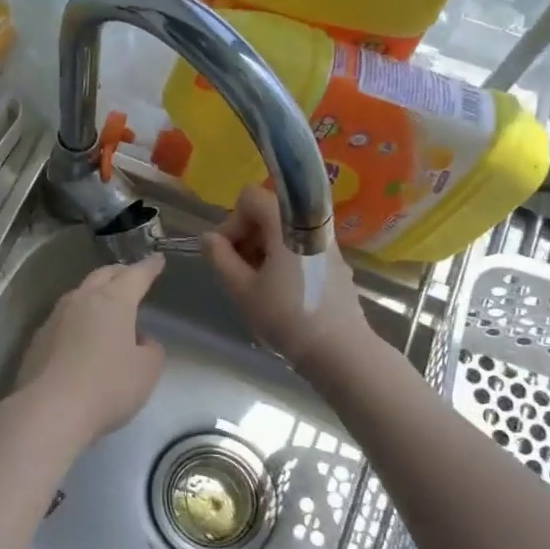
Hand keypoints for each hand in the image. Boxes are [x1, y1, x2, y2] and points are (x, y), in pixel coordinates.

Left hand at [12, 255, 166, 446]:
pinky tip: (81, 336)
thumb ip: (150, 349)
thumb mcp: (147, 370)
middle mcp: (81, 299)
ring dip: (96, 294)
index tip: (157, 260)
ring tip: (107, 305)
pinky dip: (78, 319)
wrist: (50, 410)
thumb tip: (138, 339)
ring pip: (80, 294)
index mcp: (113, 300)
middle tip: (131, 276)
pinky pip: (64, 319)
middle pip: (103, 276)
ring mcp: (55, 317)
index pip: (135, 275)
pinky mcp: (38, 338)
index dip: (149, 267)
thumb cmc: (108, 386)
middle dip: (120, 273)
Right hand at [202, 185, 367, 372]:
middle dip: (246, 236)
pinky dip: (283, 260)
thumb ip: (220, 258)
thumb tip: (209, 238)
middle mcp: (311, 225)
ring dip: (263, 250)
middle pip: (268, 212)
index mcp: (287, 224)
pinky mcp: (335, 264)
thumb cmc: (286, 317)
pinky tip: (280, 292)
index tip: (229, 255)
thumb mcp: (242, 289)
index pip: (251, 197)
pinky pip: (301, 247)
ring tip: (258, 285)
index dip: (233, 222)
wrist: (340, 351)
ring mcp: (327, 245)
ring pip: (284, 231)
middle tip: (239, 272)